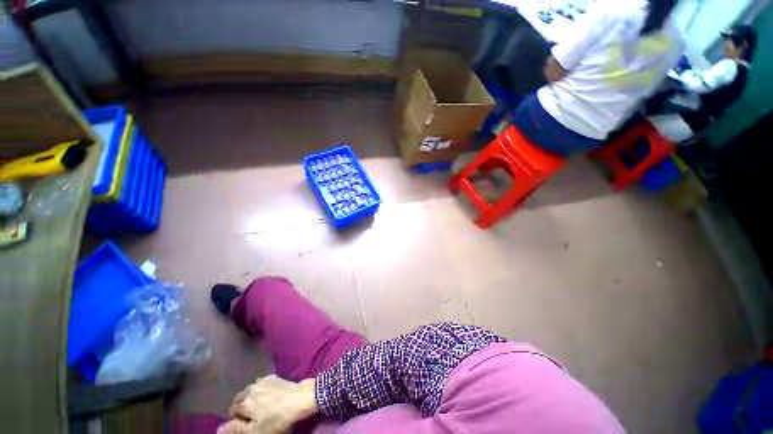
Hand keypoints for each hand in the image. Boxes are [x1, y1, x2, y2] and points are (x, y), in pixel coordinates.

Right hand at [220, 375, 317, 433]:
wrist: (299, 399)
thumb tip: (218, 428)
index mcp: (244, 402)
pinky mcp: (273, 376)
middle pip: (240, 398)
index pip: (232, 410)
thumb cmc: (277, 419)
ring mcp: (262, 380)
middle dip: (242, 406)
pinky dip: (261, 389)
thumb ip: (236, 429)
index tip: (245, 423)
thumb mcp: (255, 431)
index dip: (237, 418)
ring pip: (250, 389)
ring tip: (261, 405)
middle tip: (252, 415)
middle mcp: (250, 388)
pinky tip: (269, 395)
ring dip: (251, 396)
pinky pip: (261, 383)